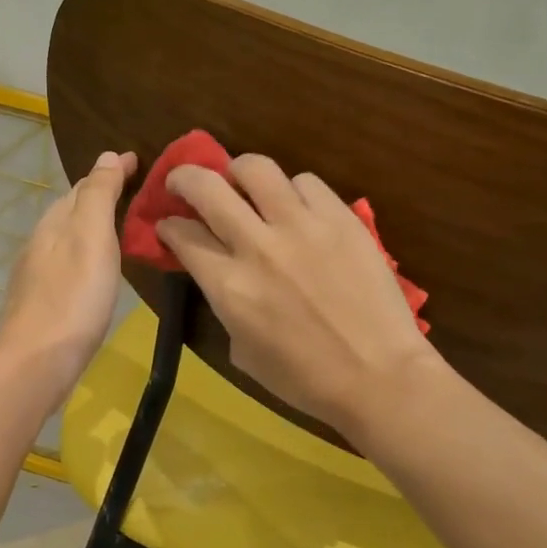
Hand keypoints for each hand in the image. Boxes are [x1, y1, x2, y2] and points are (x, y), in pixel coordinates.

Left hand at [0, 150, 138, 403]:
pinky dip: (88, 254)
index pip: (84, 184)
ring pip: (69, 237)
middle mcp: (41, 242)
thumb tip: (107, 155)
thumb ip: (99, 195)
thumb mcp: (91, 236)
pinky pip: (70, 264)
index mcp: (54, 222)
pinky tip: (99, 271)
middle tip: (137, 191)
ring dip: (94, 226)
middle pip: (73, 209)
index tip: (139, 161)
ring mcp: (38, 275)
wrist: (37, 362)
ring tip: (124, 228)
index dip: (112, 172)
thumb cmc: (72, 297)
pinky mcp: (43, 303)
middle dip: (102, 195)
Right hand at [157, 154, 439, 438]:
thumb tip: (221, 276)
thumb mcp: (242, 350)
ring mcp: (302, 226)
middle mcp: (257, 245)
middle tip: (184, 182)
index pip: (183, 235)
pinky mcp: (341, 218)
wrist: (378, 376)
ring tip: (243, 183)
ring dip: (238, 172)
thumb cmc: (305, 379)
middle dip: (184, 178)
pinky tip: (297, 207)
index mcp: (228, 286)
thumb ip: (225, 303)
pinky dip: (292, 190)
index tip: (169, 226)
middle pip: (206, 187)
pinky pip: (306, 182)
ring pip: (256, 168)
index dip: (168, 226)